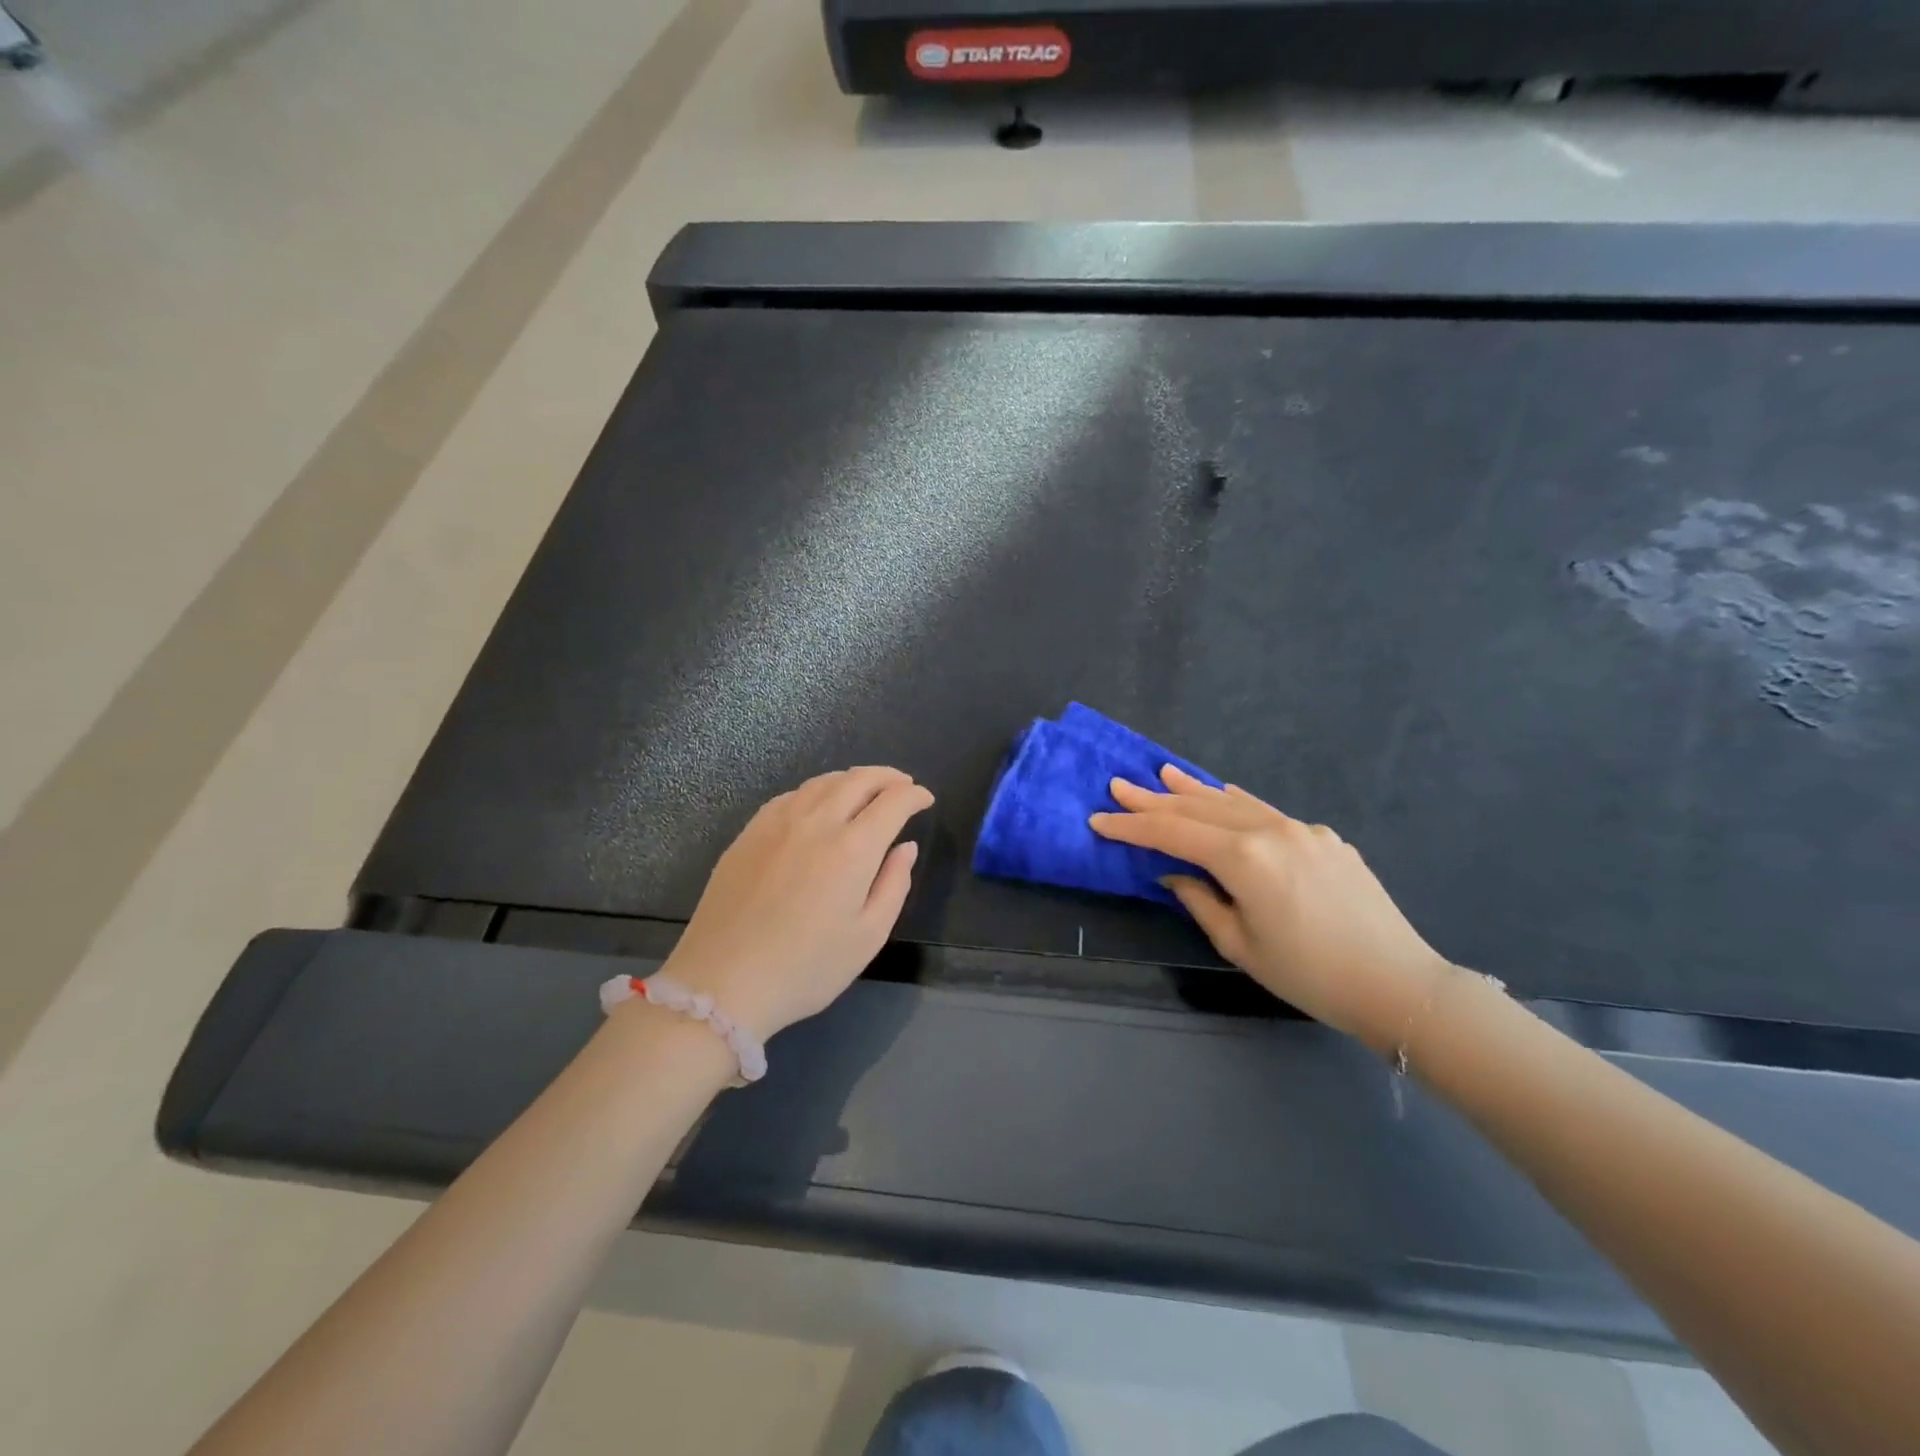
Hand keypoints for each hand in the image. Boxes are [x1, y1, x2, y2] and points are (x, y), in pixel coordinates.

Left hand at [662, 767, 933, 1040]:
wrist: (722, 981)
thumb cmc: (806, 968)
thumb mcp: (867, 937)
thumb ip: (894, 884)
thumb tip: (905, 847)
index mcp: (853, 848)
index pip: (893, 801)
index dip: (915, 795)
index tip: (926, 800)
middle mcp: (817, 822)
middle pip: (859, 780)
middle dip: (888, 777)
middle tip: (903, 785)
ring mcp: (778, 822)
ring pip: (823, 781)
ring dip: (853, 779)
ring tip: (866, 789)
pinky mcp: (750, 831)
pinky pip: (792, 795)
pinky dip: (817, 790)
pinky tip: (819, 804)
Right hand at [1090, 765, 1450, 1050]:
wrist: (1399, 983)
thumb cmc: (1309, 974)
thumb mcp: (1240, 945)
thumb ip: (1200, 900)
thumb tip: (1173, 874)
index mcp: (1244, 858)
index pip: (1173, 833)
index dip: (1132, 827)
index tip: (1099, 820)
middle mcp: (1270, 830)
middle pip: (1199, 808)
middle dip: (1155, 798)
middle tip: (1119, 785)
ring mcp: (1301, 829)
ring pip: (1234, 802)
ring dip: (1195, 789)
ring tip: (1164, 773)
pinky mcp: (1325, 838)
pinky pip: (1267, 812)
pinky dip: (1236, 802)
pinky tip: (1223, 793)